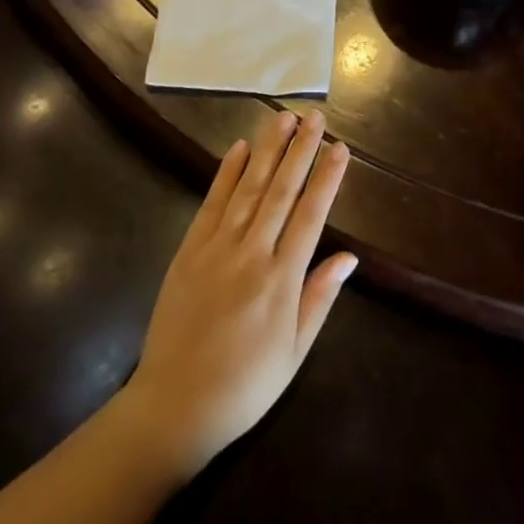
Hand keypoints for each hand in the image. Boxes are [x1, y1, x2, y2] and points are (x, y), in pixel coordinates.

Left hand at [122, 110, 353, 476]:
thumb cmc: (245, 386)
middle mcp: (251, 253)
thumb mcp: (294, 352)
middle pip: (281, 190)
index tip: (340, 147)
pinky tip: (239, 148)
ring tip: (283, 118)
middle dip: (300, 150)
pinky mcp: (189, 250)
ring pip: (248, 187)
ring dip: (267, 150)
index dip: (327, 178)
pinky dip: (226, 173)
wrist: (174, 407)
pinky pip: (212, 203)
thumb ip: (319, 298)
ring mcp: (217, 248)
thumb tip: (349, 257)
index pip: (311, 215)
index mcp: (281, 280)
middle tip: (315, 116)